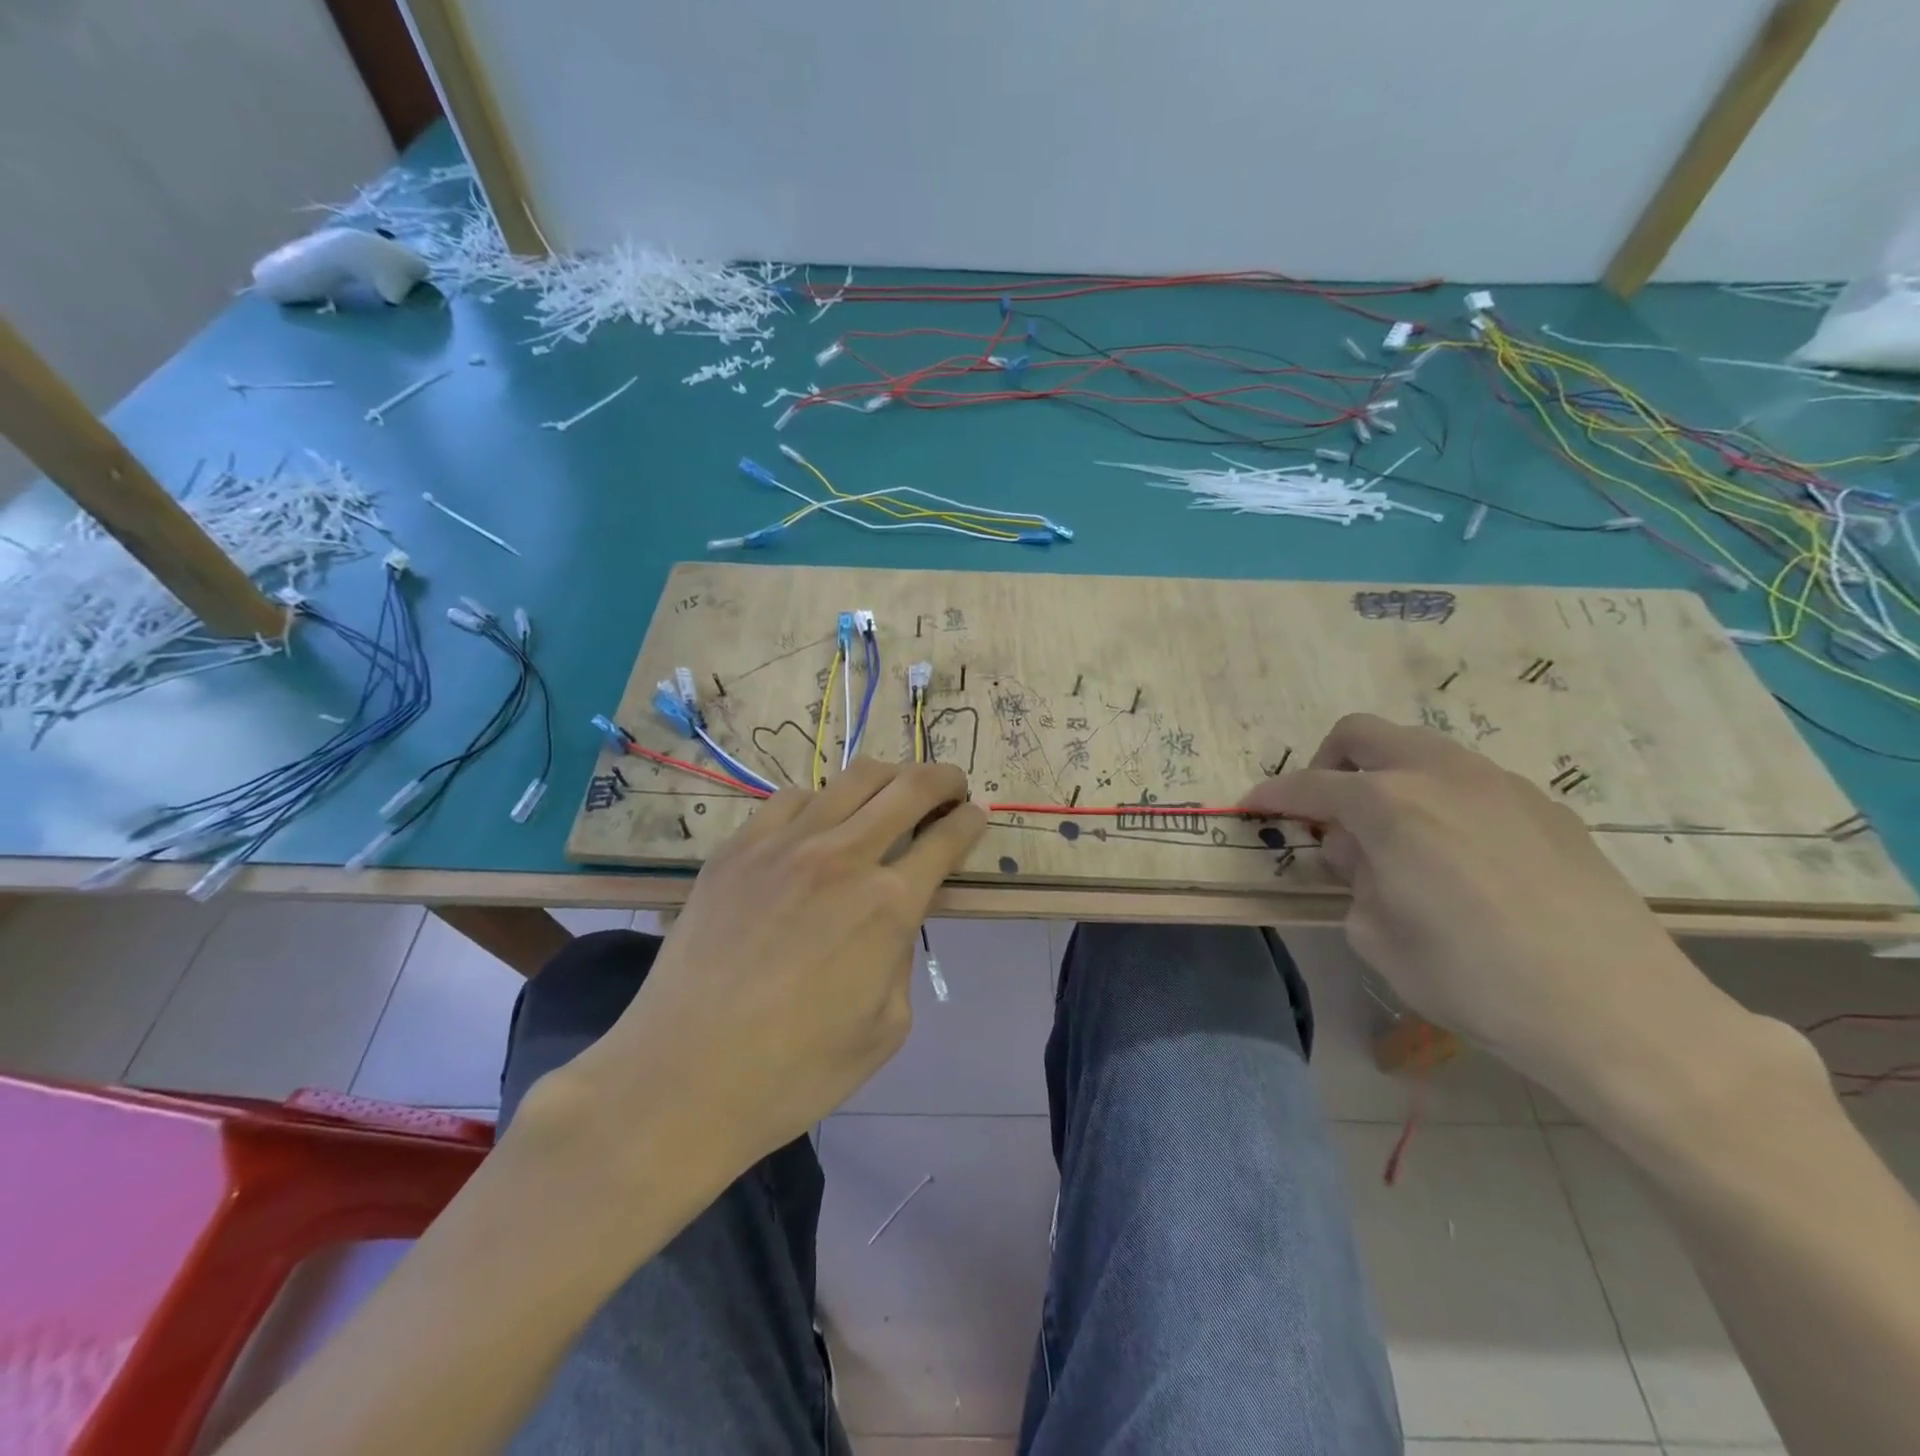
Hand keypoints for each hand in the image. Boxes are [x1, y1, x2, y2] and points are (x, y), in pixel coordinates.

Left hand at [559, 760, 983, 1186]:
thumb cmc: (795, 1072)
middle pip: (911, 785)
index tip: (976, 818)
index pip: (948, 838)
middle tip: (952, 789)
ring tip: (892, 794)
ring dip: (889, 778)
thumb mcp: (886, 1028)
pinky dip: (823, 801)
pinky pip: (793, 799)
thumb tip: (892, 919)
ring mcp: (784, 844)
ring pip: (853, 777)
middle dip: (944, 779)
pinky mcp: (737, 848)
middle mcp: (843, 857)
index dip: (972, 821)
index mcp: (889, 905)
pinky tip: (820, 824)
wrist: (681, 1079)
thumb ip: (901, 957)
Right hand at [1242, 714, 1729, 1091]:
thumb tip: (1362, 853)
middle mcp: (1438, 775)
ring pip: (1420, 749)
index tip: (1254, 806)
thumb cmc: (1472, 979)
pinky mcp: (1545, 805)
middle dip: (1328, 763)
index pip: (1308, 785)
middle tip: (1328, 813)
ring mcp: (1498, 783)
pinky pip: (1469, 780)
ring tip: (1395, 836)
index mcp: (1387, 805)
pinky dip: (1439, 797)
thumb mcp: (1376, 936)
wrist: (1616, 1011)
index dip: (1272, 795)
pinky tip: (1458, 856)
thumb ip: (1354, 879)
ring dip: (1386, 776)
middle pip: (1362, 734)